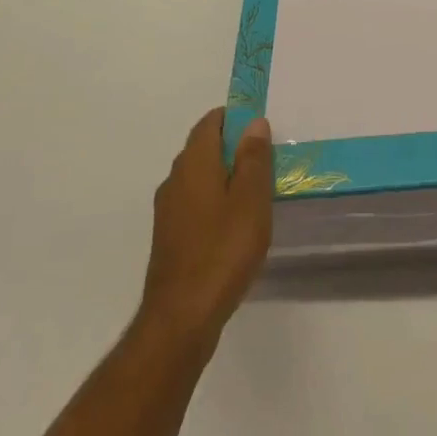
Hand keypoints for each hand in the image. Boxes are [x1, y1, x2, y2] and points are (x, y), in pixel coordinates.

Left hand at [138, 109, 272, 350]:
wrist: (181, 317)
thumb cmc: (222, 250)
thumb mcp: (251, 200)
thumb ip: (253, 158)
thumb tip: (253, 122)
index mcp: (194, 162)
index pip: (211, 122)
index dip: (235, 117)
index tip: (261, 127)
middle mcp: (175, 178)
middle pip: (204, 148)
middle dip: (233, 147)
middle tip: (267, 158)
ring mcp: (169, 209)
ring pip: (200, 177)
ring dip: (225, 176)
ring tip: (257, 192)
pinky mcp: (170, 237)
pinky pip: (195, 203)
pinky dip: (215, 201)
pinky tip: (235, 224)